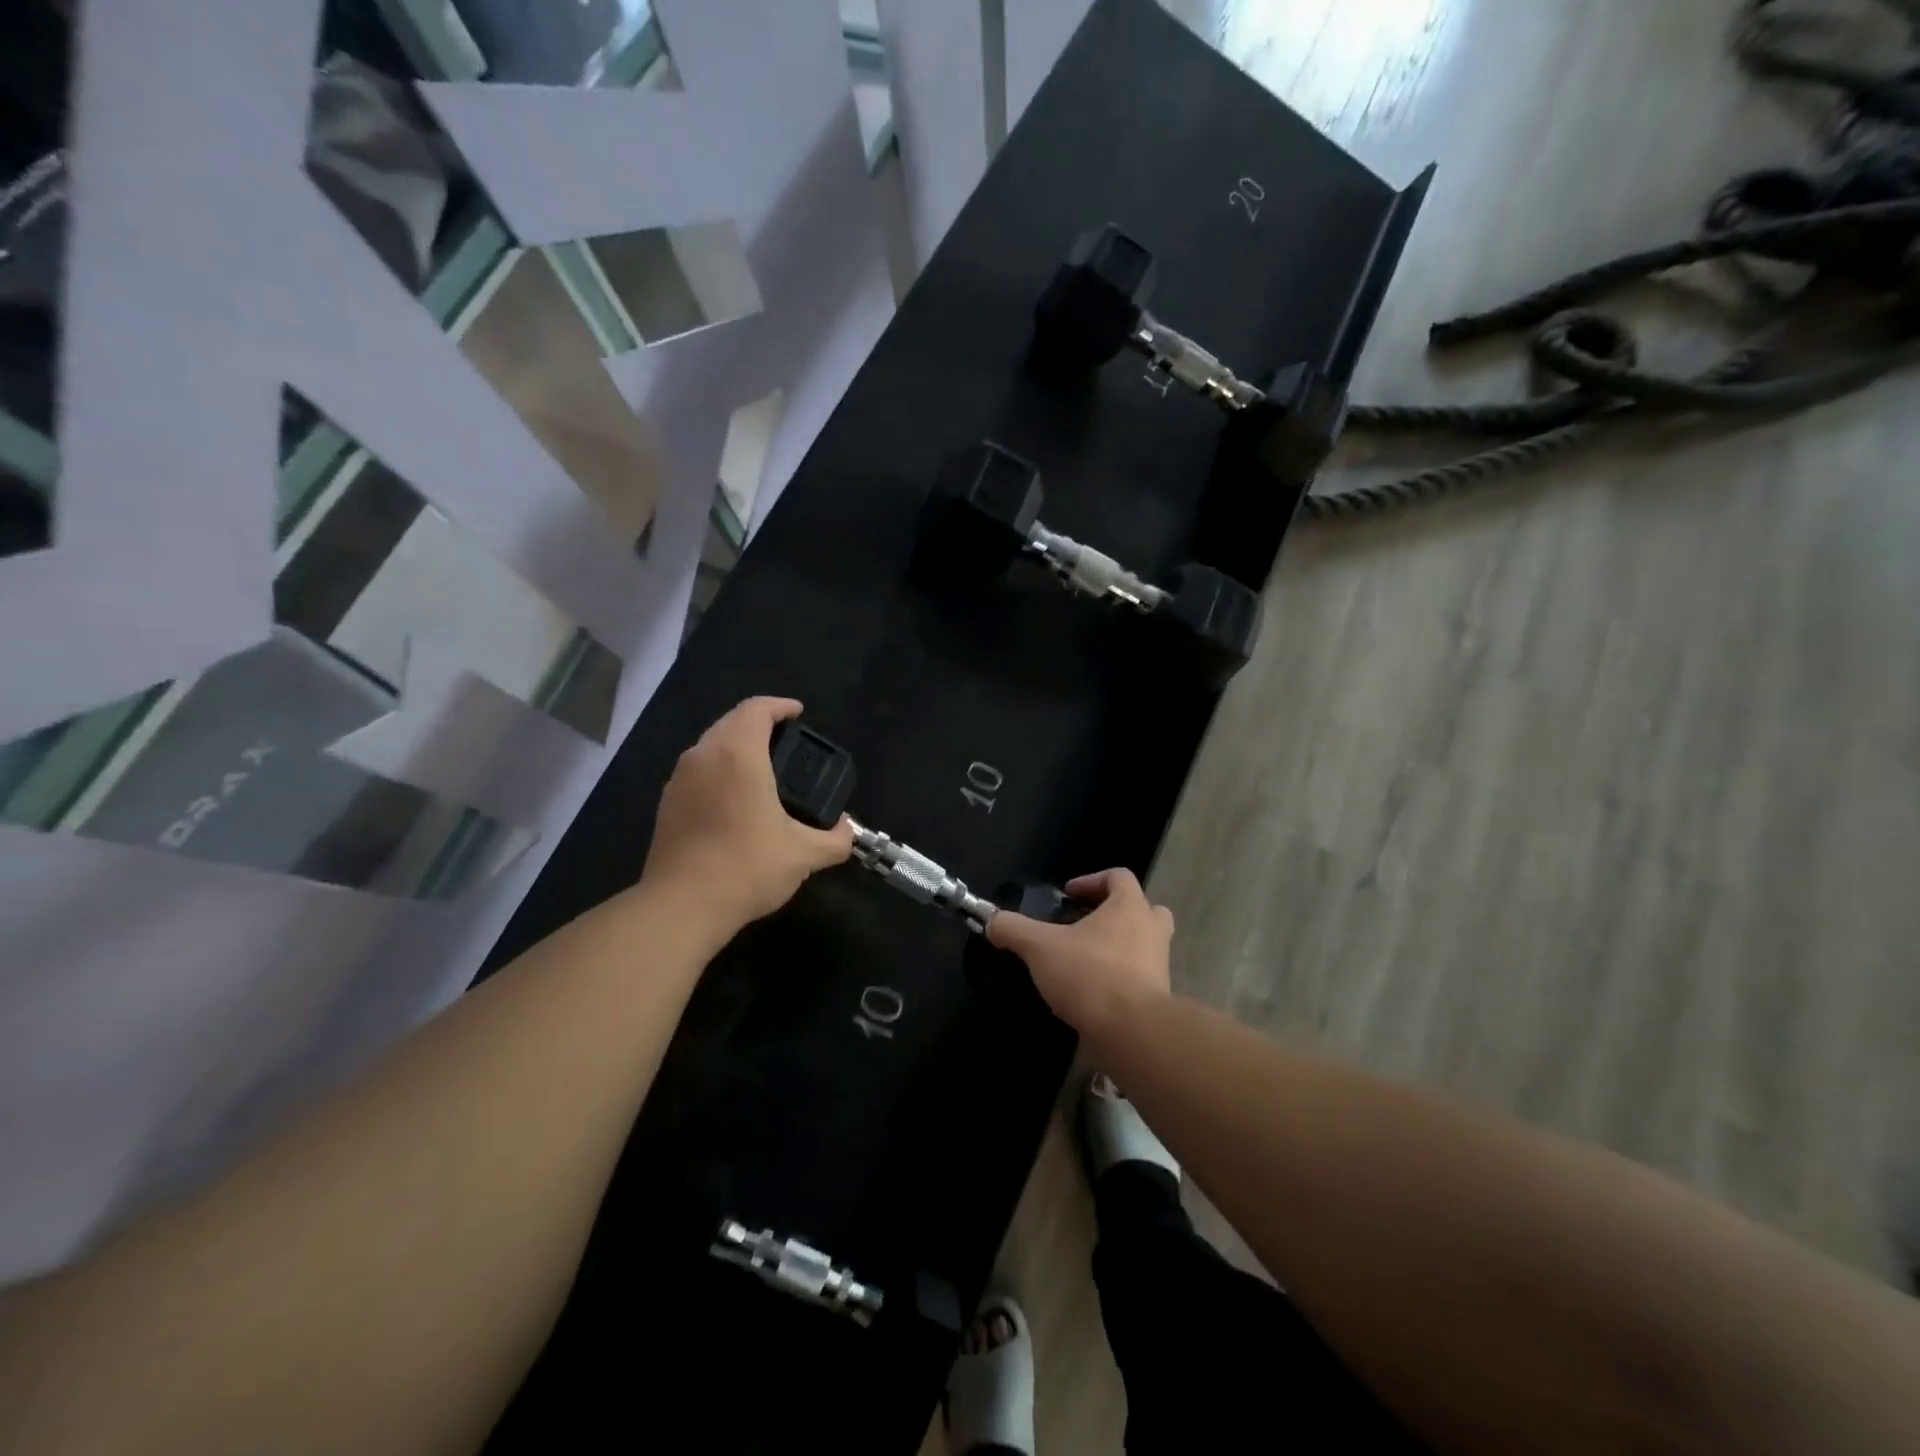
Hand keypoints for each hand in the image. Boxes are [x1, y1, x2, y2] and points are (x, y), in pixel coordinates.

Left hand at [641, 697, 854, 932]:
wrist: (681, 907)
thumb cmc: (746, 868)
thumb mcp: (804, 855)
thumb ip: (835, 839)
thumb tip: (848, 830)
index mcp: (738, 755)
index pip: (756, 709)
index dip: (780, 706)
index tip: (798, 714)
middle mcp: (704, 756)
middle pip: (731, 722)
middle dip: (759, 723)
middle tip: (786, 742)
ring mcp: (679, 780)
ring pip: (710, 745)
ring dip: (736, 746)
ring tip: (763, 769)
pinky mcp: (667, 804)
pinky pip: (697, 771)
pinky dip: (718, 770)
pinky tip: (735, 799)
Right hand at [986, 869, 1173, 1035]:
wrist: (1132, 1032)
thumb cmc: (1090, 974)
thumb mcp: (1040, 947)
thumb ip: (1013, 929)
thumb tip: (992, 921)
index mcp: (1129, 907)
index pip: (1118, 876)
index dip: (1091, 880)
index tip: (1068, 895)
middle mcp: (1151, 930)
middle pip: (1142, 908)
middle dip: (1115, 912)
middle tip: (1087, 924)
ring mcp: (1160, 964)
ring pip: (1144, 944)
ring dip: (1119, 946)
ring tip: (1086, 960)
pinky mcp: (1158, 997)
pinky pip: (1140, 976)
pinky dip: (1121, 978)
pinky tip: (1093, 992)